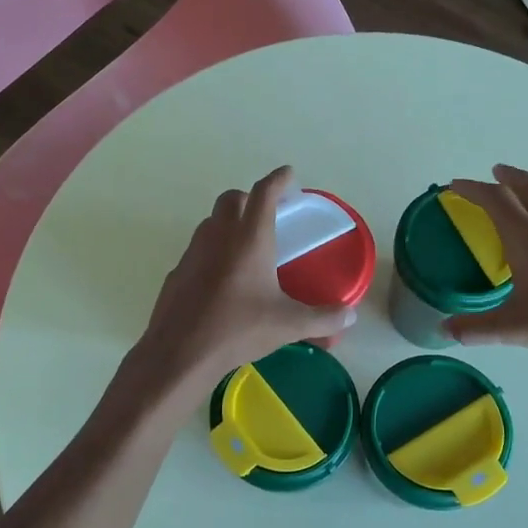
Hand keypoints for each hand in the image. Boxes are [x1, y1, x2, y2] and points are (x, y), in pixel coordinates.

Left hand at [131, 166, 354, 395]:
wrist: (180, 352)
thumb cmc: (238, 329)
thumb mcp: (288, 325)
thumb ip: (323, 318)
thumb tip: (350, 315)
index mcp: (249, 239)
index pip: (264, 193)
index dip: (279, 180)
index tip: (289, 175)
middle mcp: (219, 236)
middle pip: (232, 199)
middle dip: (251, 198)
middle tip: (268, 214)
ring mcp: (193, 252)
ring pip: (211, 222)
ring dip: (229, 222)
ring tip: (246, 246)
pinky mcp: (177, 272)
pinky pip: (197, 250)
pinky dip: (212, 251)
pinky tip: (222, 278)